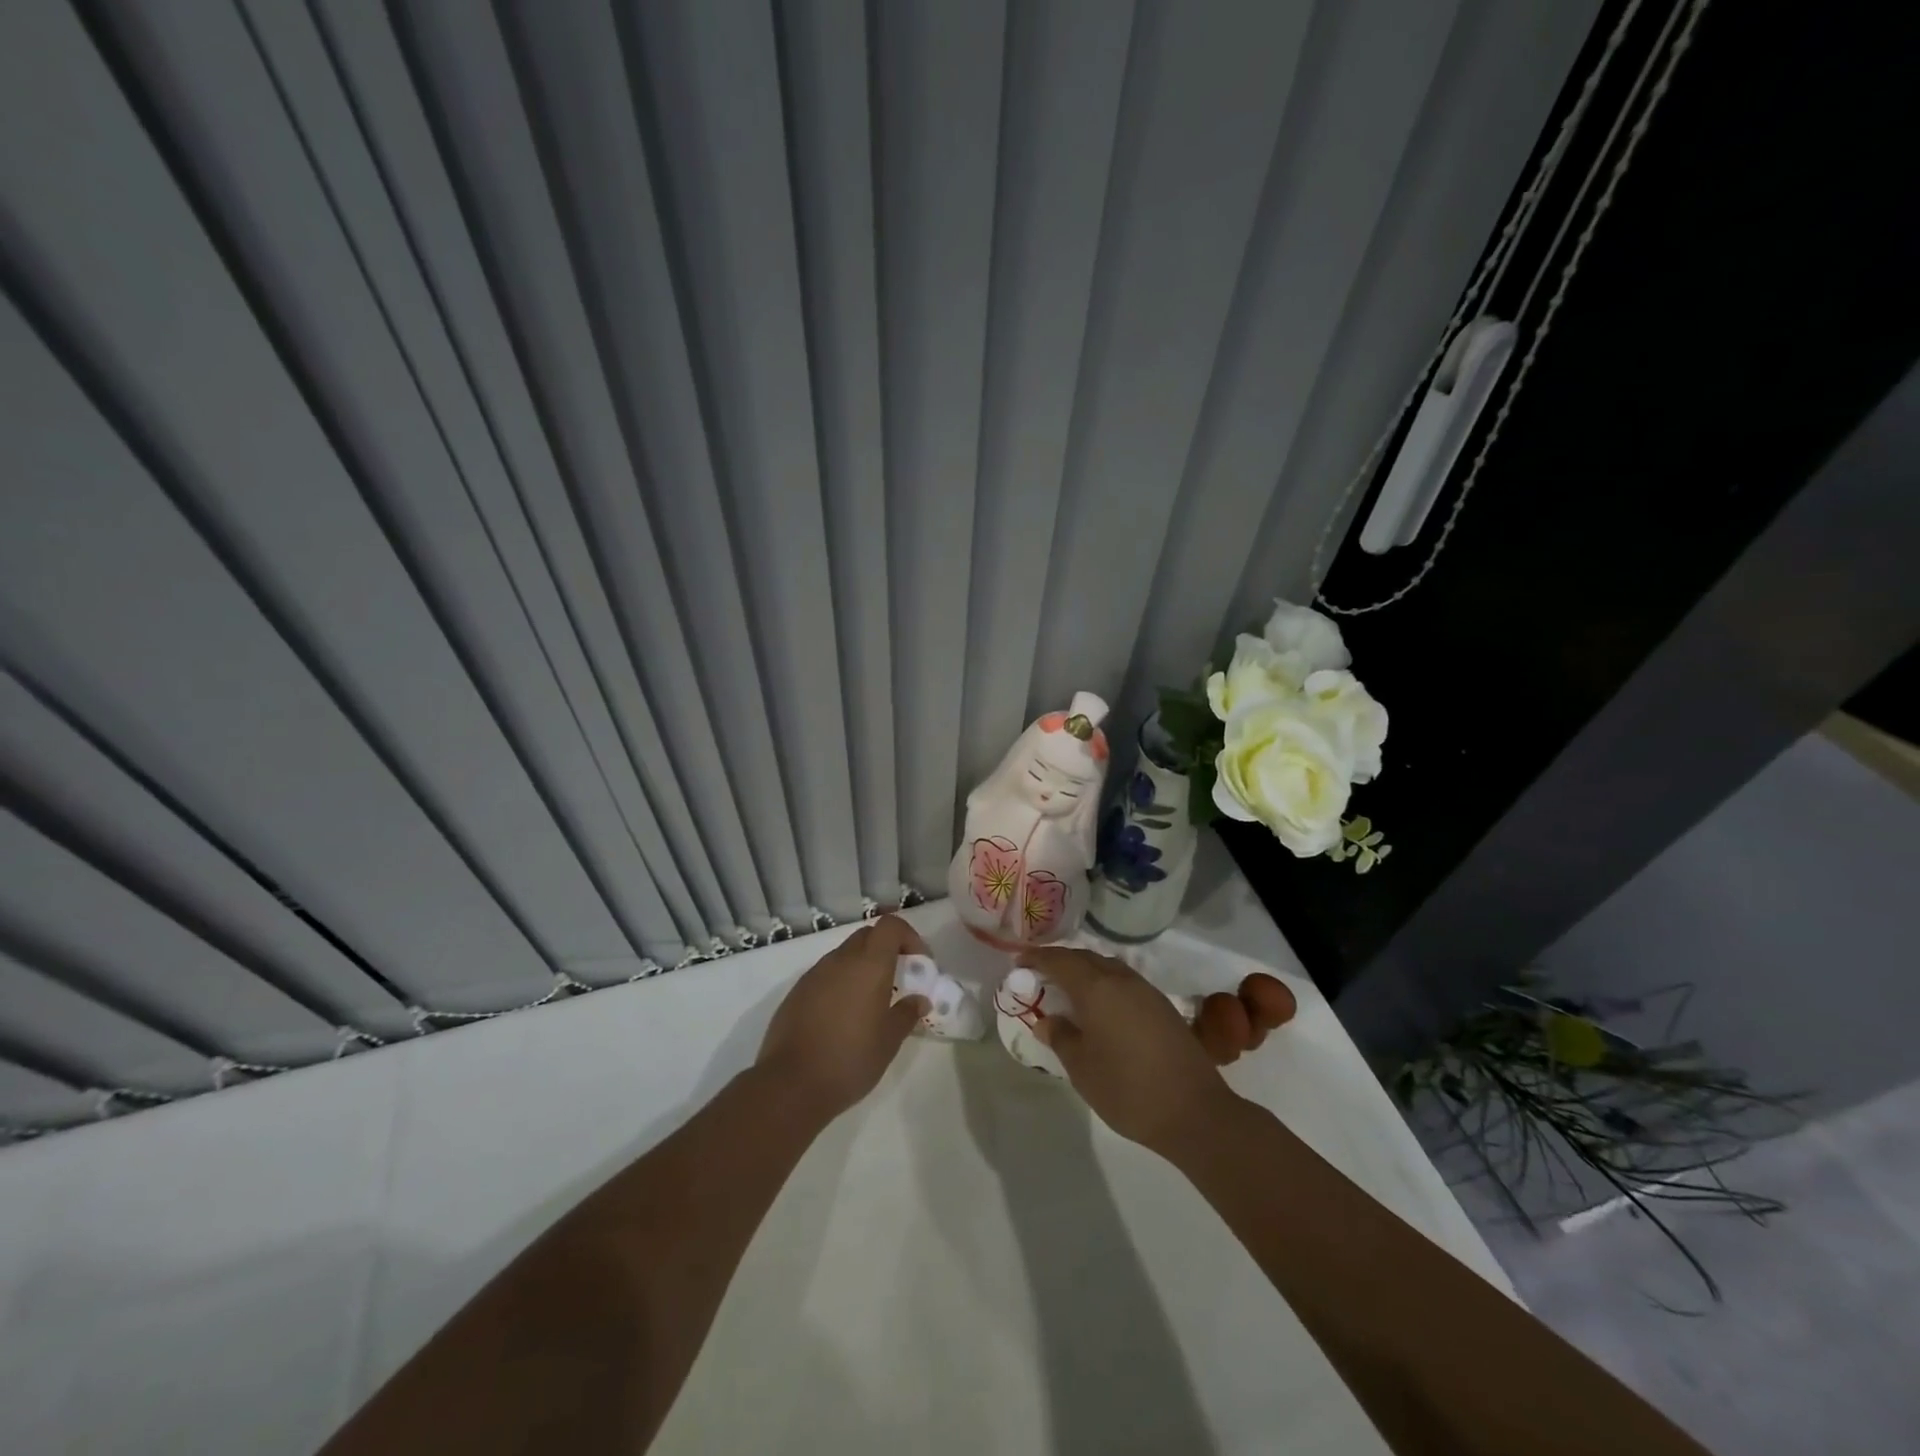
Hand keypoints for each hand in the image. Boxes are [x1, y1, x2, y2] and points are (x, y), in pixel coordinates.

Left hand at [756, 915, 929, 1119]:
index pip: (890, 926)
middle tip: (898, 978)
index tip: (919, 962)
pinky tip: (842, 1015)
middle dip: (886, 949)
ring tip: (870, 1001)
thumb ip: (906, 1014)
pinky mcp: (796, 992)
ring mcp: (814, 974)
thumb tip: (919, 1000)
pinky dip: (840, 982)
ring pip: (844, 955)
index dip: (908, 936)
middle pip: (867, 936)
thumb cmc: (850, 1059)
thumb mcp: (888, 1041)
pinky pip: (825, 974)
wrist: (791, 1085)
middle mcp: (840, 960)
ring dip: (862, 966)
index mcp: (868, 965)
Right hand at [1022, 946, 1239, 1156]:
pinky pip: (1124, 982)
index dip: (1037, 958)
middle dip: (1060, 962)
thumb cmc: (1127, 1089)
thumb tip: (1047, 1020)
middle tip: (1040, 975)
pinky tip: (1101, 1008)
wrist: (1194, 1111)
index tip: (1019, 963)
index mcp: (1096, 988)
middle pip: (1085, 958)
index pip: (1059, 961)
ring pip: (1107, 968)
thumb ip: (1060, 1037)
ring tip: (1069, 991)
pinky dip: (1105, 985)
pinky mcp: (1163, 1007)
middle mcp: (1121, 979)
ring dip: (1085, 972)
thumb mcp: (1081, 1068)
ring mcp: (1146, 991)